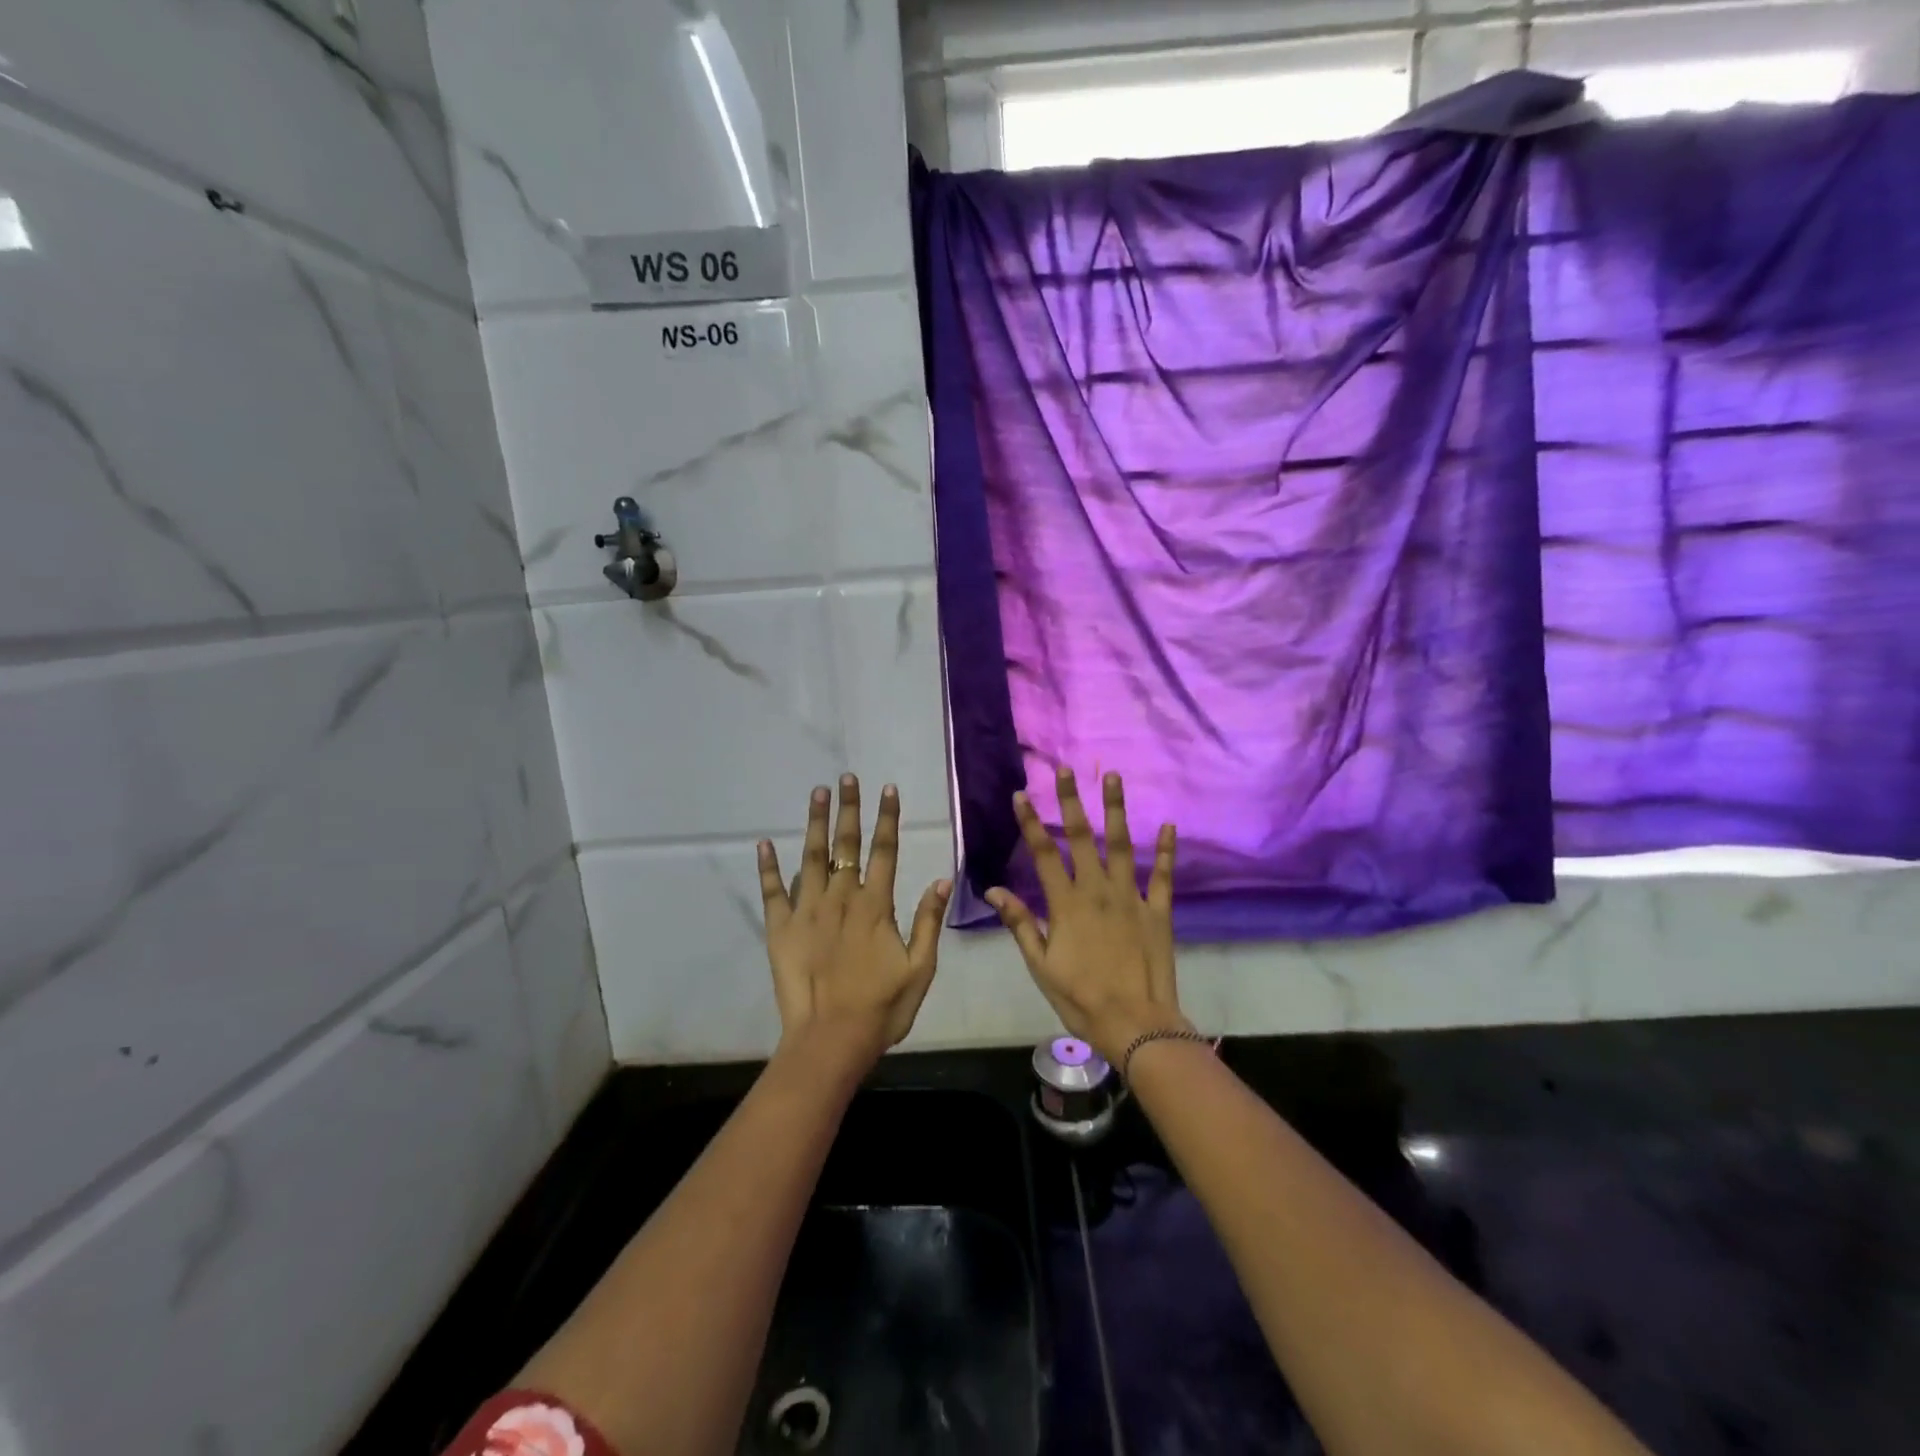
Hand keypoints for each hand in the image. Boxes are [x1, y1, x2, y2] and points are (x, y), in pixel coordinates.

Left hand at [758, 775, 951, 1065]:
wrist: (831, 1040)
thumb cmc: (881, 1008)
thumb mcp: (919, 969)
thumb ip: (928, 923)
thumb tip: (940, 880)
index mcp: (875, 906)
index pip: (885, 852)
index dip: (887, 818)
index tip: (887, 789)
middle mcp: (841, 899)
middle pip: (846, 845)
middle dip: (849, 809)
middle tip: (847, 778)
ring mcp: (807, 911)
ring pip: (811, 858)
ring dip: (816, 823)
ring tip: (818, 793)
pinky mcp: (780, 929)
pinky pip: (772, 892)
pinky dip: (768, 867)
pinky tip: (764, 843)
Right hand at [986, 768, 1188, 1065]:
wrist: (1135, 1023)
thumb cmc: (1081, 998)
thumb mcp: (1040, 965)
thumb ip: (1021, 924)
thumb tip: (994, 891)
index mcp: (1066, 904)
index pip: (1043, 854)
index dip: (1030, 823)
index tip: (1021, 794)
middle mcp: (1098, 891)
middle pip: (1081, 838)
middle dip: (1072, 802)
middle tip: (1067, 770)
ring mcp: (1131, 898)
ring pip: (1121, 845)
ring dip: (1116, 810)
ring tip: (1113, 777)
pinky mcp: (1159, 911)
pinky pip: (1164, 876)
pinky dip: (1166, 850)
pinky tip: (1168, 825)